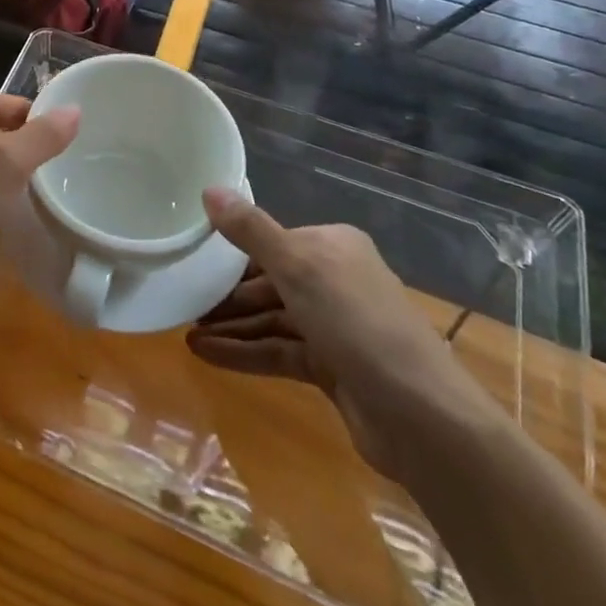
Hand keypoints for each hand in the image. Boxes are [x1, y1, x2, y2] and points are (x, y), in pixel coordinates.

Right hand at [185, 190, 503, 483]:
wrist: (422, 418)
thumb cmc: (356, 324)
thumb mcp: (297, 267)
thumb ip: (250, 230)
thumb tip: (208, 188)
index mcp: (333, 246)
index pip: (272, 241)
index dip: (231, 252)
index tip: (191, 261)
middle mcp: (336, 281)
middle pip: (269, 281)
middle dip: (227, 294)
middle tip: (182, 302)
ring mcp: (336, 327)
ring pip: (272, 319)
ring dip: (231, 325)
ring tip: (185, 332)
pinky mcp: (333, 368)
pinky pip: (279, 351)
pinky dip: (245, 352)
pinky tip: (206, 355)